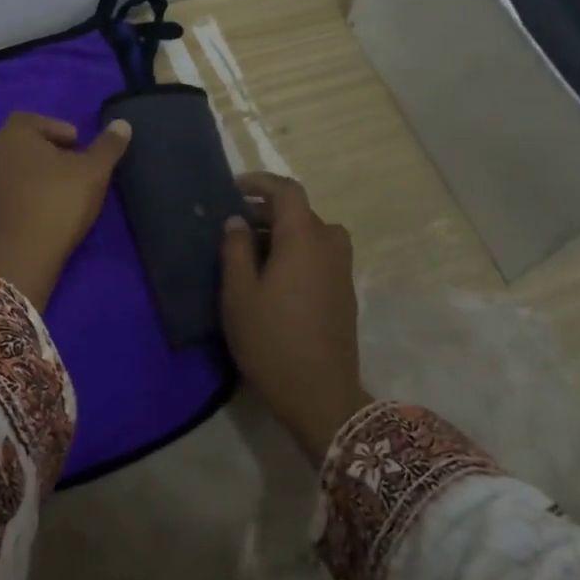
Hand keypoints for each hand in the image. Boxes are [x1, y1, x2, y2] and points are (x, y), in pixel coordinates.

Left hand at [0, 111, 132, 309]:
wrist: (18, 257)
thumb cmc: (58, 203)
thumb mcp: (94, 173)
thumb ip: (108, 146)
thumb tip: (122, 124)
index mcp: (13, 134)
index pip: (33, 119)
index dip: (57, 129)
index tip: (77, 147)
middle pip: (20, 143)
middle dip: (45, 152)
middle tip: (72, 170)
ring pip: (10, 168)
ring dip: (32, 175)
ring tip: (57, 193)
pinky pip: (3, 193)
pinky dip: (20, 195)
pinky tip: (39, 213)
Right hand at [220, 172, 368, 462]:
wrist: (321, 396)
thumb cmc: (271, 341)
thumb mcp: (238, 294)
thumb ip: (235, 250)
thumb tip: (237, 221)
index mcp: (303, 238)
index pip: (287, 191)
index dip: (261, 183)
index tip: (234, 188)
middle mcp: (329, 245)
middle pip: (301, 212)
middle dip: (267, 212)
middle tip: (234, 227)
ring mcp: (342, 270)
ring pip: (313, 235)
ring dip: (284, 234)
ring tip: (253, 253)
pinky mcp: (345, 293)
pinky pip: (321, 255)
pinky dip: (298, 252)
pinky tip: (275, 278)